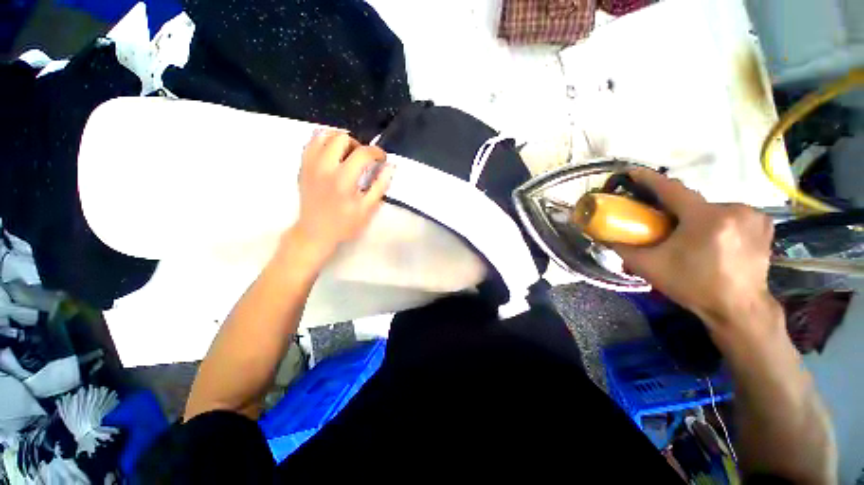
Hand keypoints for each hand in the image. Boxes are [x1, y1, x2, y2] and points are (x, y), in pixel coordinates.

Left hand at [289, 131, 393, 264]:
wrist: (314, 232)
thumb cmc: (344, 224)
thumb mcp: (367, 209)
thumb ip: (380, 186)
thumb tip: (390, 166)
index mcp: (343, 179)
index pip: (363, 153)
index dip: (377, 152)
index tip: (382, 159)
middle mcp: (325, 167)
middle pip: (342, 137)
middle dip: (358, 144)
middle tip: (363, 159)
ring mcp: (310, 164)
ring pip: (324, 135)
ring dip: (340, 140)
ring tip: (347, 154)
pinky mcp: (302, 166)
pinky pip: (311, 142)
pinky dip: (324, 142)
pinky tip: (332, 154)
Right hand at [612, 168, 779, 338]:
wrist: (738, 309)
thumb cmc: (693, 286)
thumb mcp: (649, 267)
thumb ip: (622, 248)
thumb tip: (602, 234)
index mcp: (705, 218)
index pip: (671, 189)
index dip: (649, 179)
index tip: (632, 172)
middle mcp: (732, 209)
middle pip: (691, 201)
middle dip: (674, 210)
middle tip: (661, 224)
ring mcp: (752, 215)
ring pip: (711, 208)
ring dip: (696, 217)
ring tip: (689, 236)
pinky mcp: (764, 223)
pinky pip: (731, 213)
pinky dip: (717, 220)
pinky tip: (714, 238)